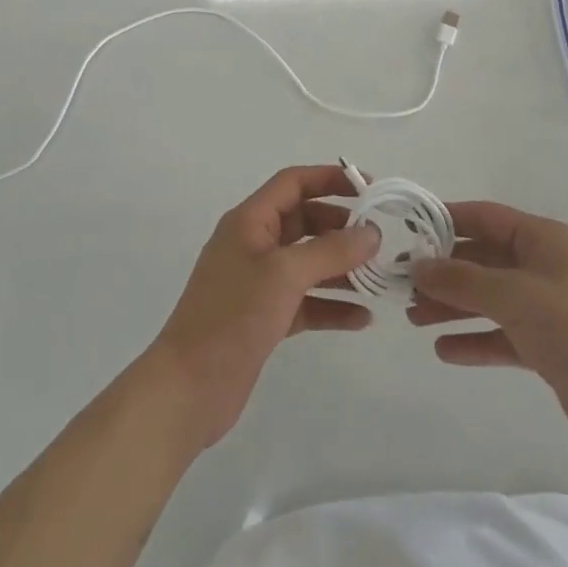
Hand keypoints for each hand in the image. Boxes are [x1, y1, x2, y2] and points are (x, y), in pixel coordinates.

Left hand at [149, 165, 381, 447]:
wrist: (188, 387)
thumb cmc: (233, 316)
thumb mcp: (284, 274)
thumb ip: (331, 250)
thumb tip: (372, 233)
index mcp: (250, 221)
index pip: (293, 183)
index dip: (330, 179)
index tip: (369, 187)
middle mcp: (254, 244)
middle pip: (304, 221)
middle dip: (341, 227)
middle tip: (379, 240)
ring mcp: (258, 283)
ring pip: (308, 263)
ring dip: (341, 268)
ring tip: (379, 278)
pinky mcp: (264, 317)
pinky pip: (305, 301)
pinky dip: (331, 305)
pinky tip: (363, 318)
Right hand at [408, 201, 567, 470]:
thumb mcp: (514, 297)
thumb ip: (462, 280)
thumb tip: (417, 266)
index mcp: (546, 240)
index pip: (488, 217)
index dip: (449, 220)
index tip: (410, 229)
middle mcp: (547, 267)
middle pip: (485, 259)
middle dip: (446, 271)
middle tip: (404, 283)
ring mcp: (549, 309)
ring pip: (490, 298)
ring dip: (454, 306)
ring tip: (413, 318)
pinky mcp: (550, 348)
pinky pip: (503, 334)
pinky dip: (475, 340)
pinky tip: (444, 350)